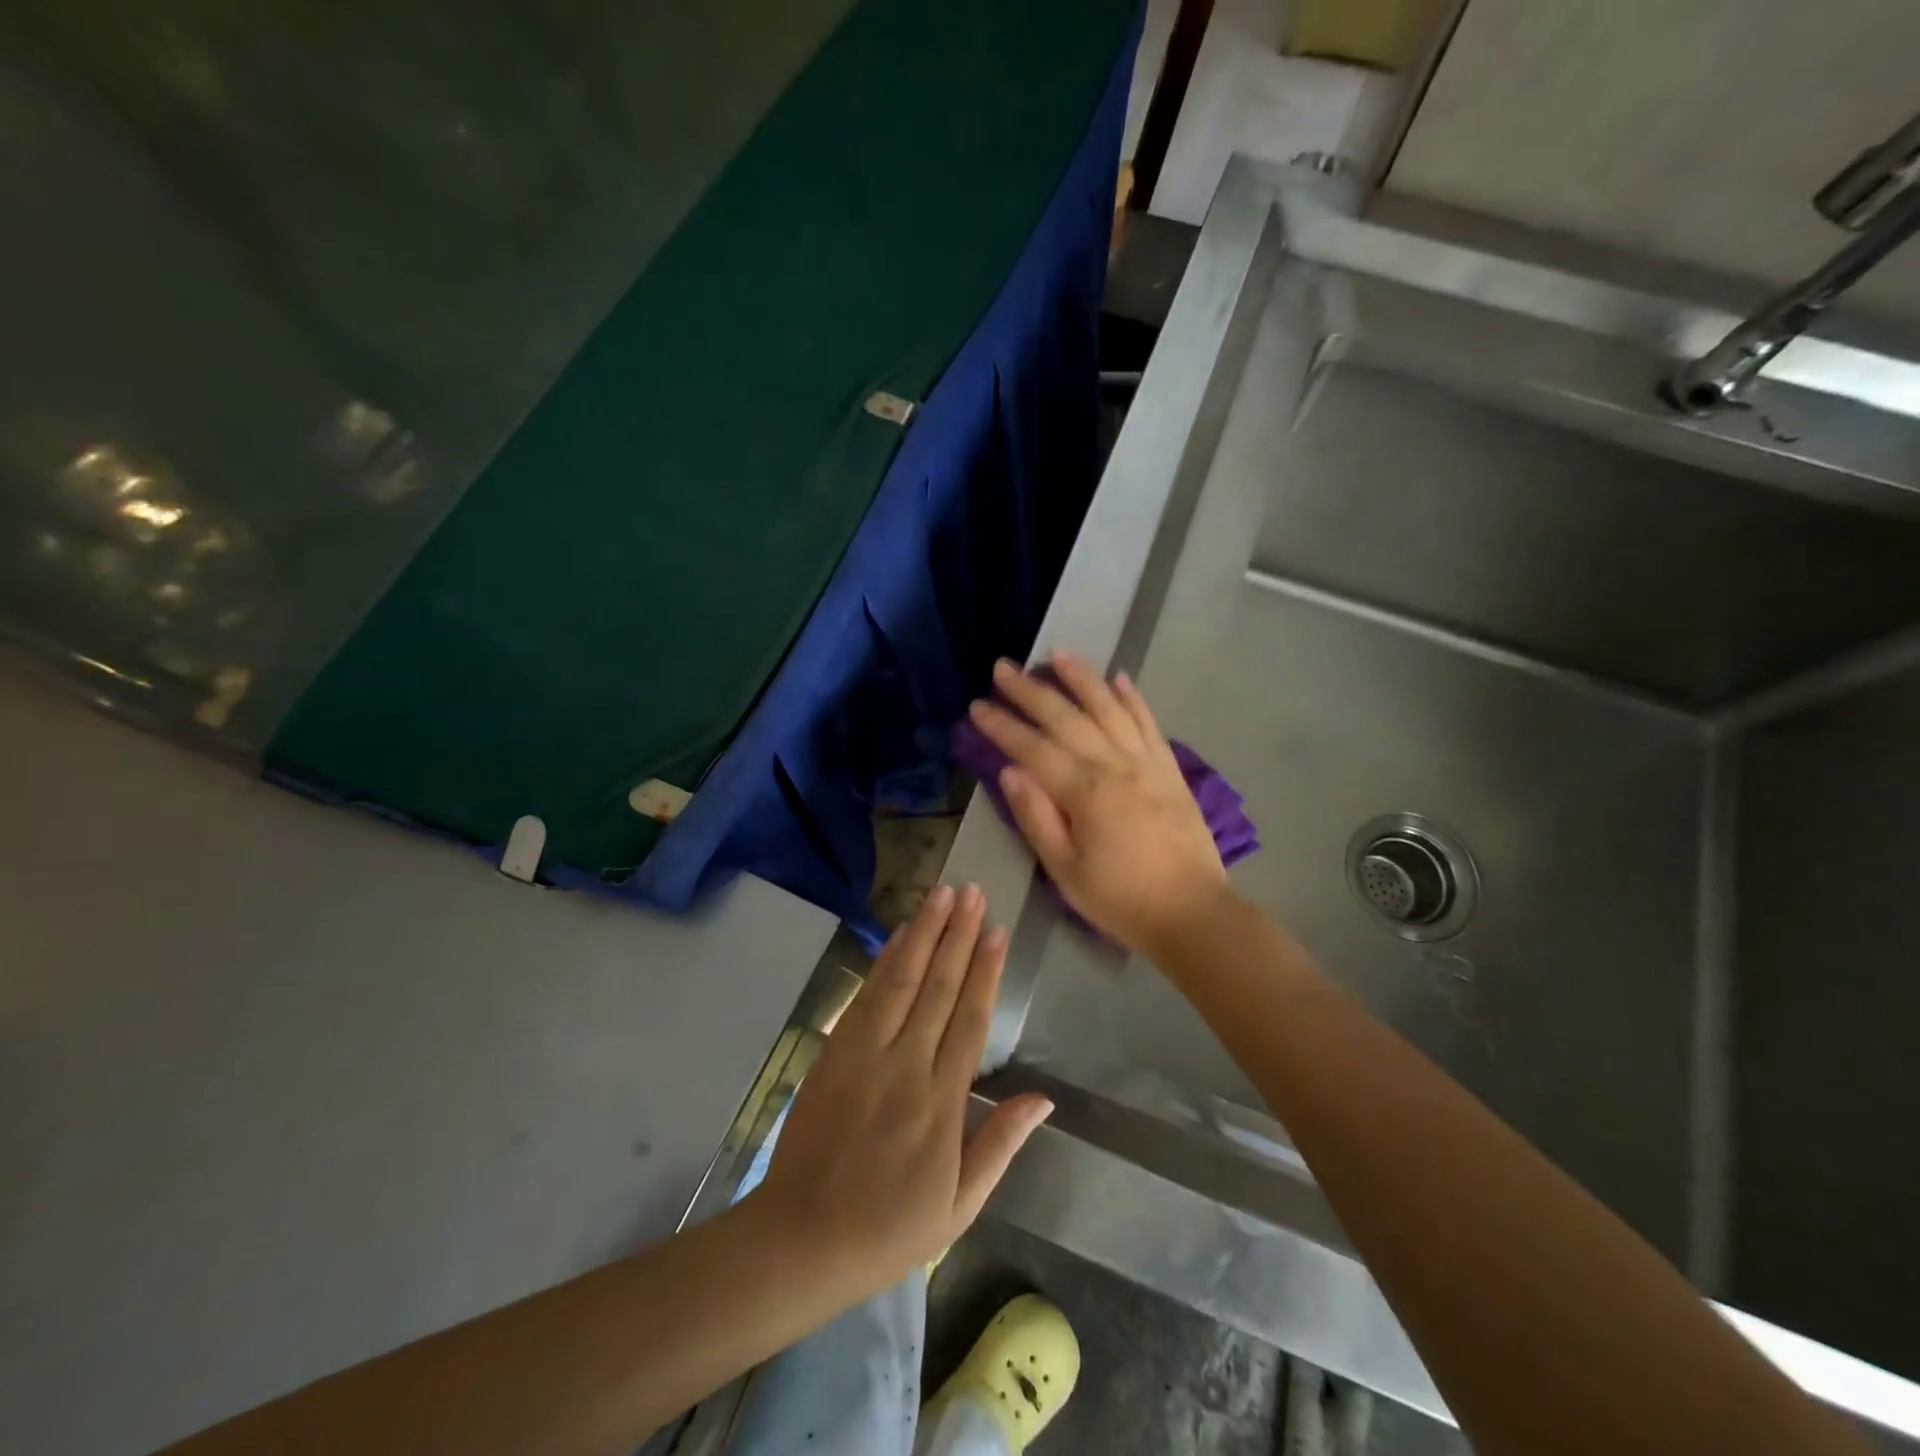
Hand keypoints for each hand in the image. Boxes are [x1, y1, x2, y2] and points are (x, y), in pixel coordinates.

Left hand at [751, 885, 1052, 1300]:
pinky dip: (886, 960)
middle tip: (972, 892)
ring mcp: (865, 1054)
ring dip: (923, 934)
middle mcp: (905, 1065)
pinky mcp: (834, 1051)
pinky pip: (866, 995)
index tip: (996, 931)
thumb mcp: (959, 1205)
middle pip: (937, 987)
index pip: (969, 1021)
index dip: (984, 971)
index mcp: (941, 1103)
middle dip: (957, 935)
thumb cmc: (889, 1229)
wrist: (801, 1239)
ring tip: (941, 895)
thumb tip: (1043, 1099)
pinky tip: (900, 935)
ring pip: (901, 980)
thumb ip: (1000, 1144)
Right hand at [969, 653, 1230, 958]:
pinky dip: (1133, 698)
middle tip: (1003, 667)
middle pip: (1066, 717)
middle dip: (1031, 690)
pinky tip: (1119, 678)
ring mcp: (1146, 762)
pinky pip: (1149, 723)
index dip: (1002, 725)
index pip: (1032, 748)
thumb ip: (1036, 817)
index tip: (977, 705)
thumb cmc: (1120, 900)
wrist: (1193, 914)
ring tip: (1058, 654)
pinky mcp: (1170, 770)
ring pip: (1109, 708)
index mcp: (1083, 792)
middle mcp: (1114, 765)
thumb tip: (1009, 771)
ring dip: (1082, 678)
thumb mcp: (1065, 871)